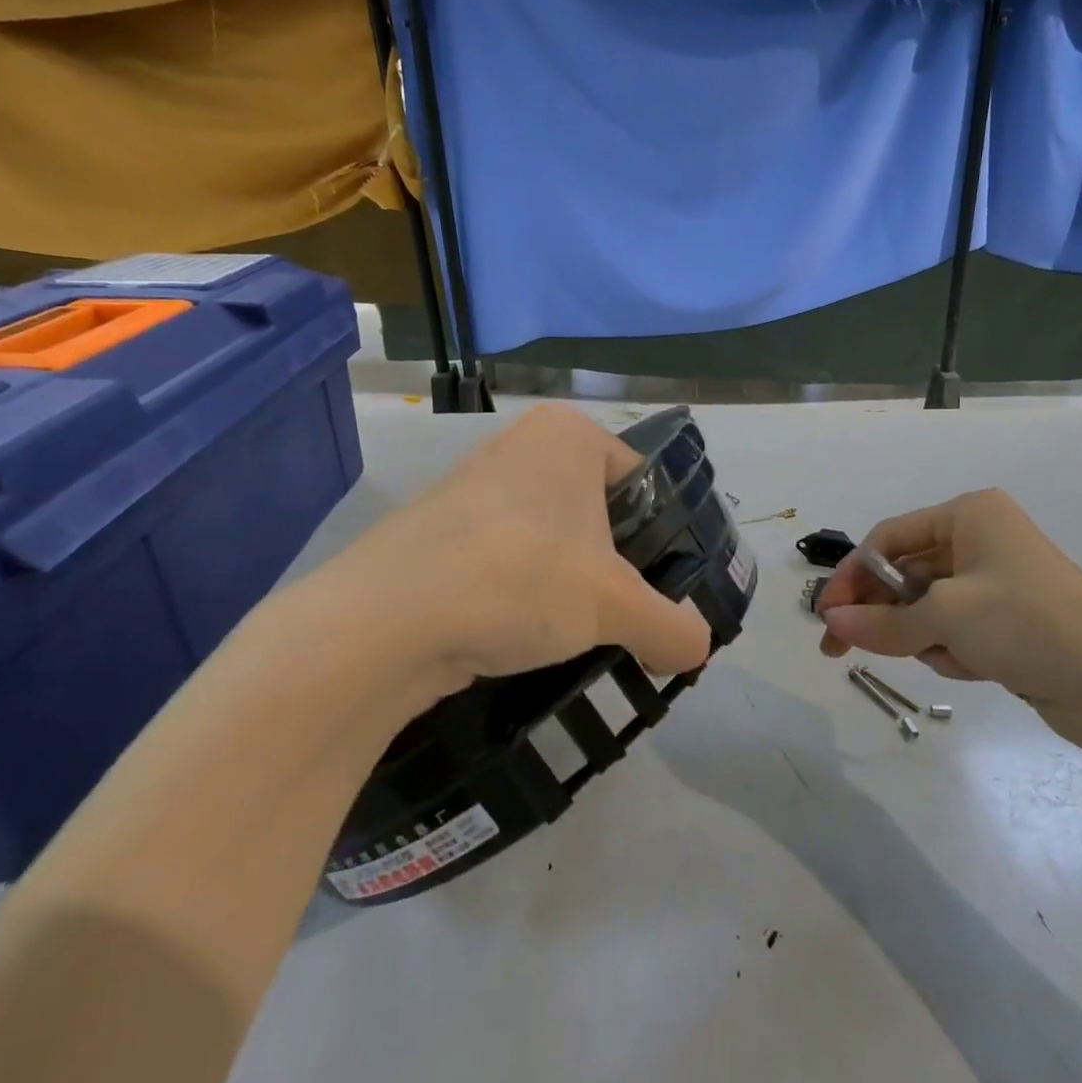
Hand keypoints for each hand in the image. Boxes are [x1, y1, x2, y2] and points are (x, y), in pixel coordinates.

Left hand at [278, 405, 712, 710]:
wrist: (382, 622)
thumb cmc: (519, 578)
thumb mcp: (614, 607)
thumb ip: (672, 626)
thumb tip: (699, 648)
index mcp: (569, 434)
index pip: (643, 481)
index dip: (661, 538)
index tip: (661, 590)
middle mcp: (521, 446)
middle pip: (597, 511)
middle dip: (613, 566)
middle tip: (623, 617)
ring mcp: (473, 486)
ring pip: (550, 538)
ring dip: (568, 584)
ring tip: (575, 634)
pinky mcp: (439, 531)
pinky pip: (505, 557)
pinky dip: (522, 593)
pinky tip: (522, 636)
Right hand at [816, 489, 1081, 741]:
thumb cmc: (1029, 624)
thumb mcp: (947, 617)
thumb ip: (882, 623)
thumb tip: (830, 622)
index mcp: (968, 515)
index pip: (888, 539)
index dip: (852, 577)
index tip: (825, 616)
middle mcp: (979, 540)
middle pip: (905, 574)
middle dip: (882, 613)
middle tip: (839, 650)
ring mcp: (994, 582)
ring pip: (926, 608)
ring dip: (924, 637)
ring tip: (948, 657)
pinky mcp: (1006, 621)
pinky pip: (953, 630)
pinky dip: (951, 650)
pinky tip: (975, 667)